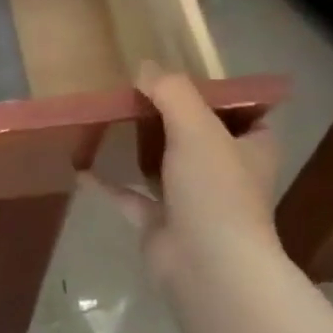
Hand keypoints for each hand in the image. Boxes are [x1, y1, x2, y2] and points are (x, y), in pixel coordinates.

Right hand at [91, 64, 282, 285]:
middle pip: (200, 137)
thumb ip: (172, 94)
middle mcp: (226, 174)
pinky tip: (82, 167)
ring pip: (165, 166)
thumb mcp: (197, 129)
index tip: (184, 78)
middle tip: (135, 93)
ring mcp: (193, 201)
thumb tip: (144, 68)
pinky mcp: (161, 222)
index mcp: (251, 150)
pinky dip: (109, 182)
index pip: (248, 115)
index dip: (222, 96)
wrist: (206, 264)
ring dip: (141, 148)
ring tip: (110, 121)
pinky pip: (130, 196)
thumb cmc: (215, 191)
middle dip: (172, 118)